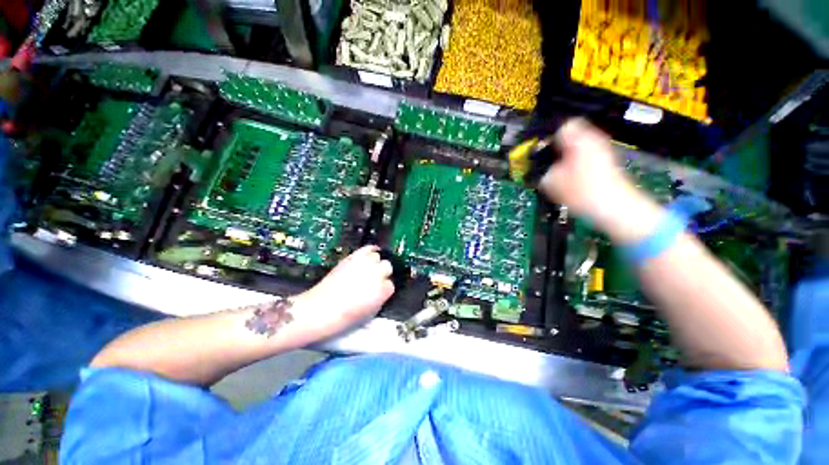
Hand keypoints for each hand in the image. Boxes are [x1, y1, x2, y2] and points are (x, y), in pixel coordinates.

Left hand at [293, 245, 394, 337]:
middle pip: (387, 267)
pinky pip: (368, 248)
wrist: (321, 308)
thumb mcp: (370, 312)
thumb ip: (380, 298)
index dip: (384, 288)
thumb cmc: (346, 317)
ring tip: (368, 269)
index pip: (391, 284)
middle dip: (382, 273)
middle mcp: (376, 274)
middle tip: (373, 280)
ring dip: (374, 263)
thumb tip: (382, 290)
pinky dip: (371, 249)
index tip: (379, 292)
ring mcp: (365, 263)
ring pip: (377, 257)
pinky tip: (372, 252)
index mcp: (382, 290)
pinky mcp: (353, 257)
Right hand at [538, 118, 664, 243]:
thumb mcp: (551, 183)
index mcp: (579, 140)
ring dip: (567, 156)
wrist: (615, 206)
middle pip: (572, 135)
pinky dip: (577, 163)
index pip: (562, 126)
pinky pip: (587, 156)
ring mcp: (603, 150)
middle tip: (547, 162)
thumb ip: (542, 171)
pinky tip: (571, 178)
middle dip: (558, 147)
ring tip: (558, 172)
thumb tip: (541, 169)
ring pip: (579, 146)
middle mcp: (593, 140)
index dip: (549, 137)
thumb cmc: (581, 191)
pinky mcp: (607, 162)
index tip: (541, 150)